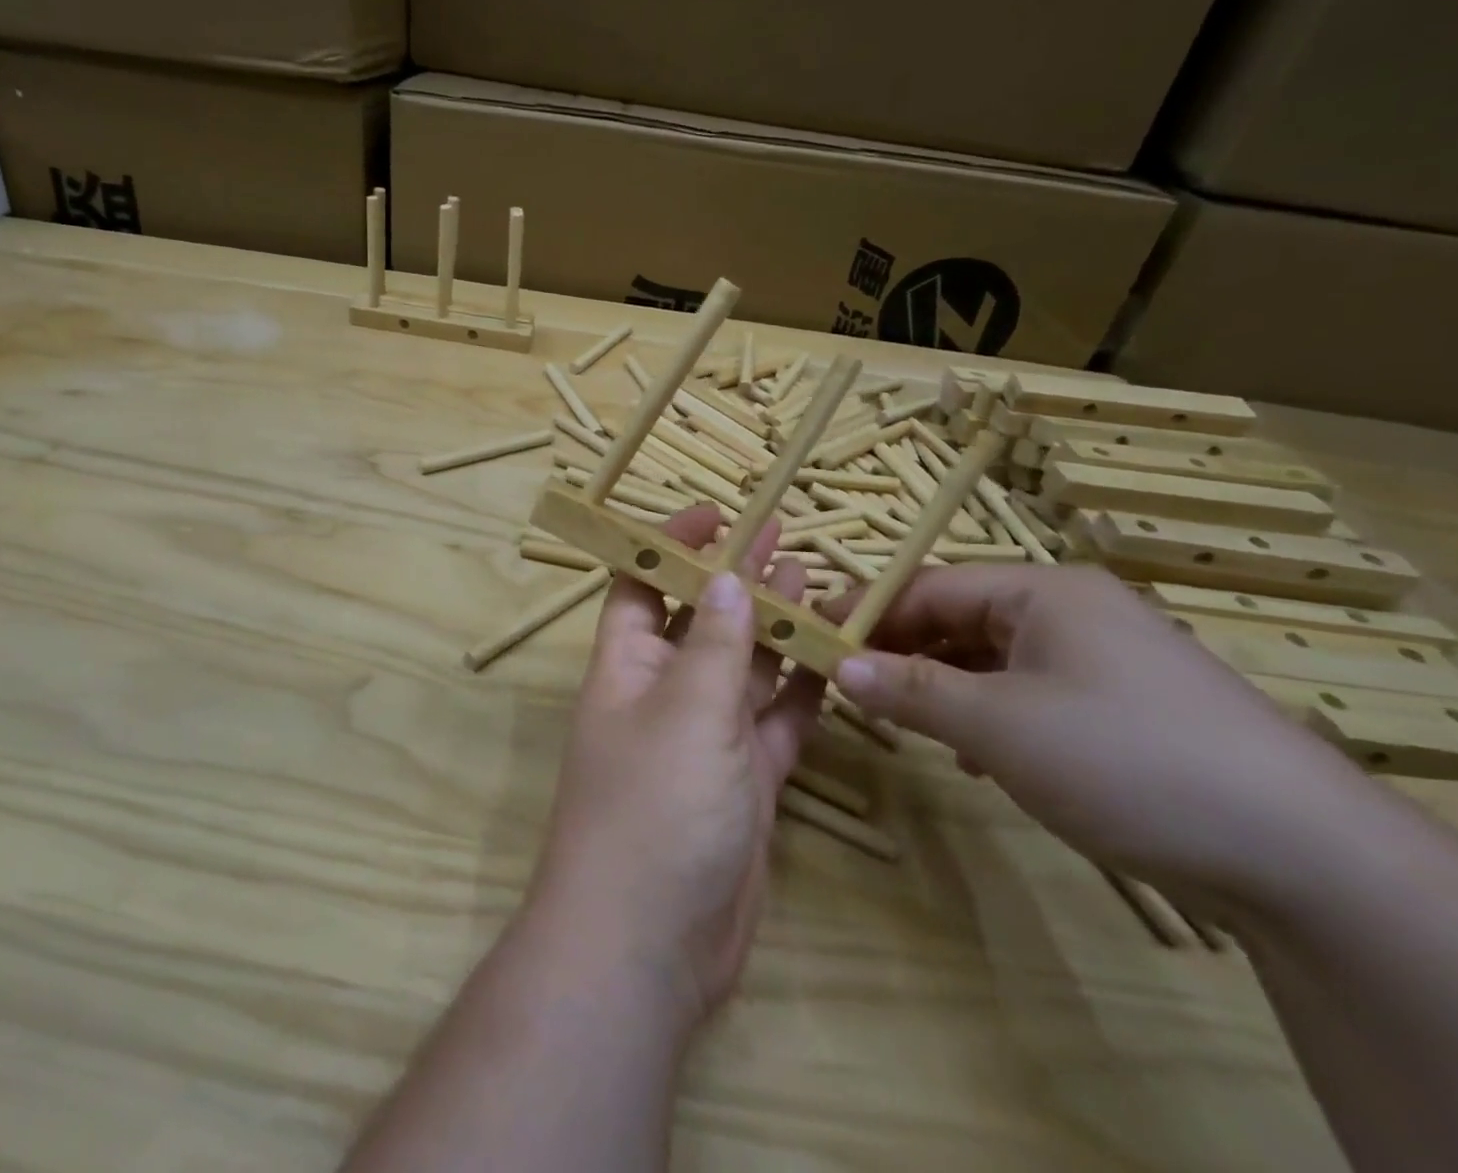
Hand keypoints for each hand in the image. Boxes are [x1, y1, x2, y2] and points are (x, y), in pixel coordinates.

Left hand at [528, 506, 822, 1029]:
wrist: (650, 945)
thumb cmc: (652, 808)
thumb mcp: (684, 712)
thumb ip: (712, 644)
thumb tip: (727, 576)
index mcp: (627, 664)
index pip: (640, 584)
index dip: (669, 545)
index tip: (713, 512)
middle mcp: (663, 693)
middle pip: (702, 620)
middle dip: (736, 579)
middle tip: (782, 536)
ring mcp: (706, 739)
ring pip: (745, 669)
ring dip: (775, 629)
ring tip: (812, 579)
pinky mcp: (745, 783)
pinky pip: (776, 723)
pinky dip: (801, 692)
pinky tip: (831, 657)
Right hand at [827, 565, 1370, 914]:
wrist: (1304, 858)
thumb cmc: (1123, 757)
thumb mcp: (997, 723)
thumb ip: (910, 690)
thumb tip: (836, 667)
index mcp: (1041, 591)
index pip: (929, 586)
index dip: (868, 611)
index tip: (814, 635)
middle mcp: (1070, 610)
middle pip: (959, 618)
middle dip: (902, 651)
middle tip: (848, 683)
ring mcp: (1101, 659)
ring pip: (991, 659)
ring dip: (941, 687)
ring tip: (902, 721)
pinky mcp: (1122, 707)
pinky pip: (1028, 692)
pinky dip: (988, 714)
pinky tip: (976, 757)